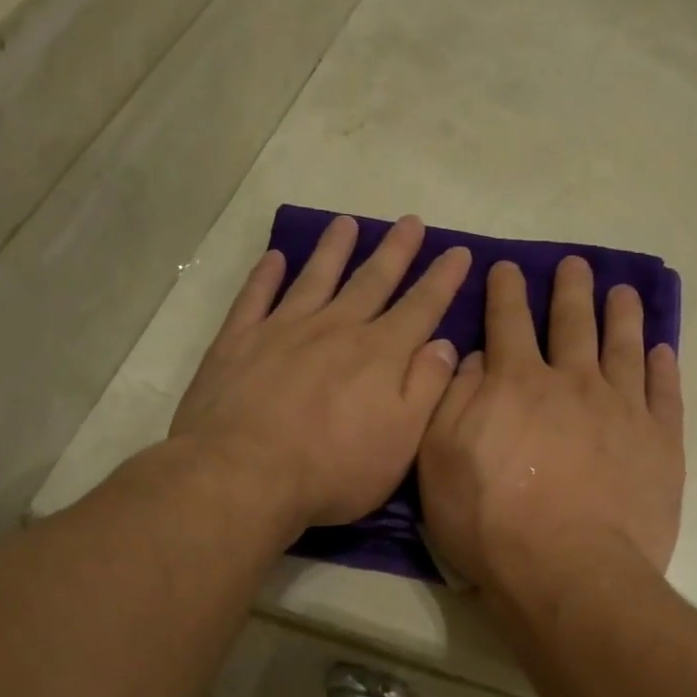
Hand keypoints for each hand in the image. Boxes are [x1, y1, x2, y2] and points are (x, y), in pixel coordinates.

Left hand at [171, 215, 471, 528]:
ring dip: (333, 249)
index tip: (458, 251)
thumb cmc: (333, 470)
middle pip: (371, 282)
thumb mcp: (401, 442)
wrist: (243, 475)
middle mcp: (335, 330)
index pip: (420, 308)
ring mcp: (283, 331)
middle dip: (395, 251)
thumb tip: (446, 344)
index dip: (443, 280)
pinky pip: (254, 297)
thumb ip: (426, 389)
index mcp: (379, 355)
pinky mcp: (238, 342)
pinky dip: (265, 275)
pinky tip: (274, 258)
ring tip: (346, 223)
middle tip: (410, 221)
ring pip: (315, 278)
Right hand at [419, 256, 683, 592]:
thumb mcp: (439, 461)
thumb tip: (473, 358)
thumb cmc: (490, 522)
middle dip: (571, 289)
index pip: (507, 321)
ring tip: (622, 292)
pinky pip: (665, 391)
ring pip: (623, 346)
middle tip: (575, 265)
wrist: (568, 571)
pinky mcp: (661, 442)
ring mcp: (623, 409)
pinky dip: (663, 366)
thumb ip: (452, 400)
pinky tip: (662, 351)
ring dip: (621, 315)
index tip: (508, 267)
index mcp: (515, 383)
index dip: (505, 291)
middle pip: (572, 322)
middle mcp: (572, 382)